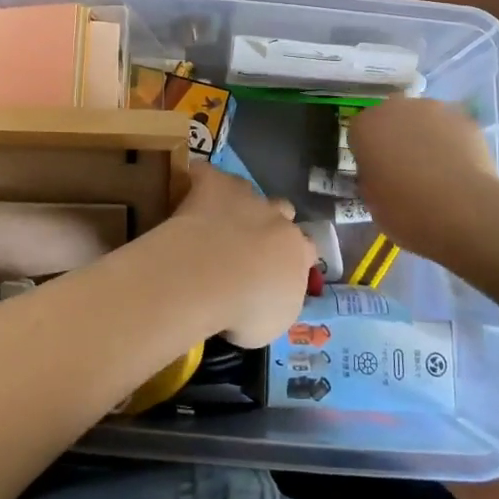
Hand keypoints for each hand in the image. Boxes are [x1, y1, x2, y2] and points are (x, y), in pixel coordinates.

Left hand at [148, 165, 314, 347]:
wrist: (209, 276)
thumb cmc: (245, 310)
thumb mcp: (272, 324)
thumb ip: (277, 302)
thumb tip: (269, 297)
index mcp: (298, 253)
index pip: (308, 250)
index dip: (296, 259)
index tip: (280, 272)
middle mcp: (277, 218)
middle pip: (284, 211)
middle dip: (272, 222)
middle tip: (251, 244)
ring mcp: (246, 196)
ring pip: (250, 189)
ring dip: (239, 201)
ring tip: (220, 219)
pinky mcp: (214, 184)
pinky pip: (208, 174)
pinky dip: (202, 180)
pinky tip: (191, 190)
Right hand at [348, 98, 498, 261]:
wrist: (463, 211)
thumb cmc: (406, 210)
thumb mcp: (372, 201)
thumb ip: (372, 177)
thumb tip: (381, 173)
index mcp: (366, 126)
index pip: (359, 133)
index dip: (368, 154)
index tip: (376, 174)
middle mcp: (396, 108)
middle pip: (392, 119)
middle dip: (396, 137)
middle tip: (405, 170)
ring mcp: (434, 110)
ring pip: (423, 120)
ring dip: (425, 137)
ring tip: (437, 170)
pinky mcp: (465, 119)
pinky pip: (451, 130)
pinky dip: (452, 144)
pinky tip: (459, 170)